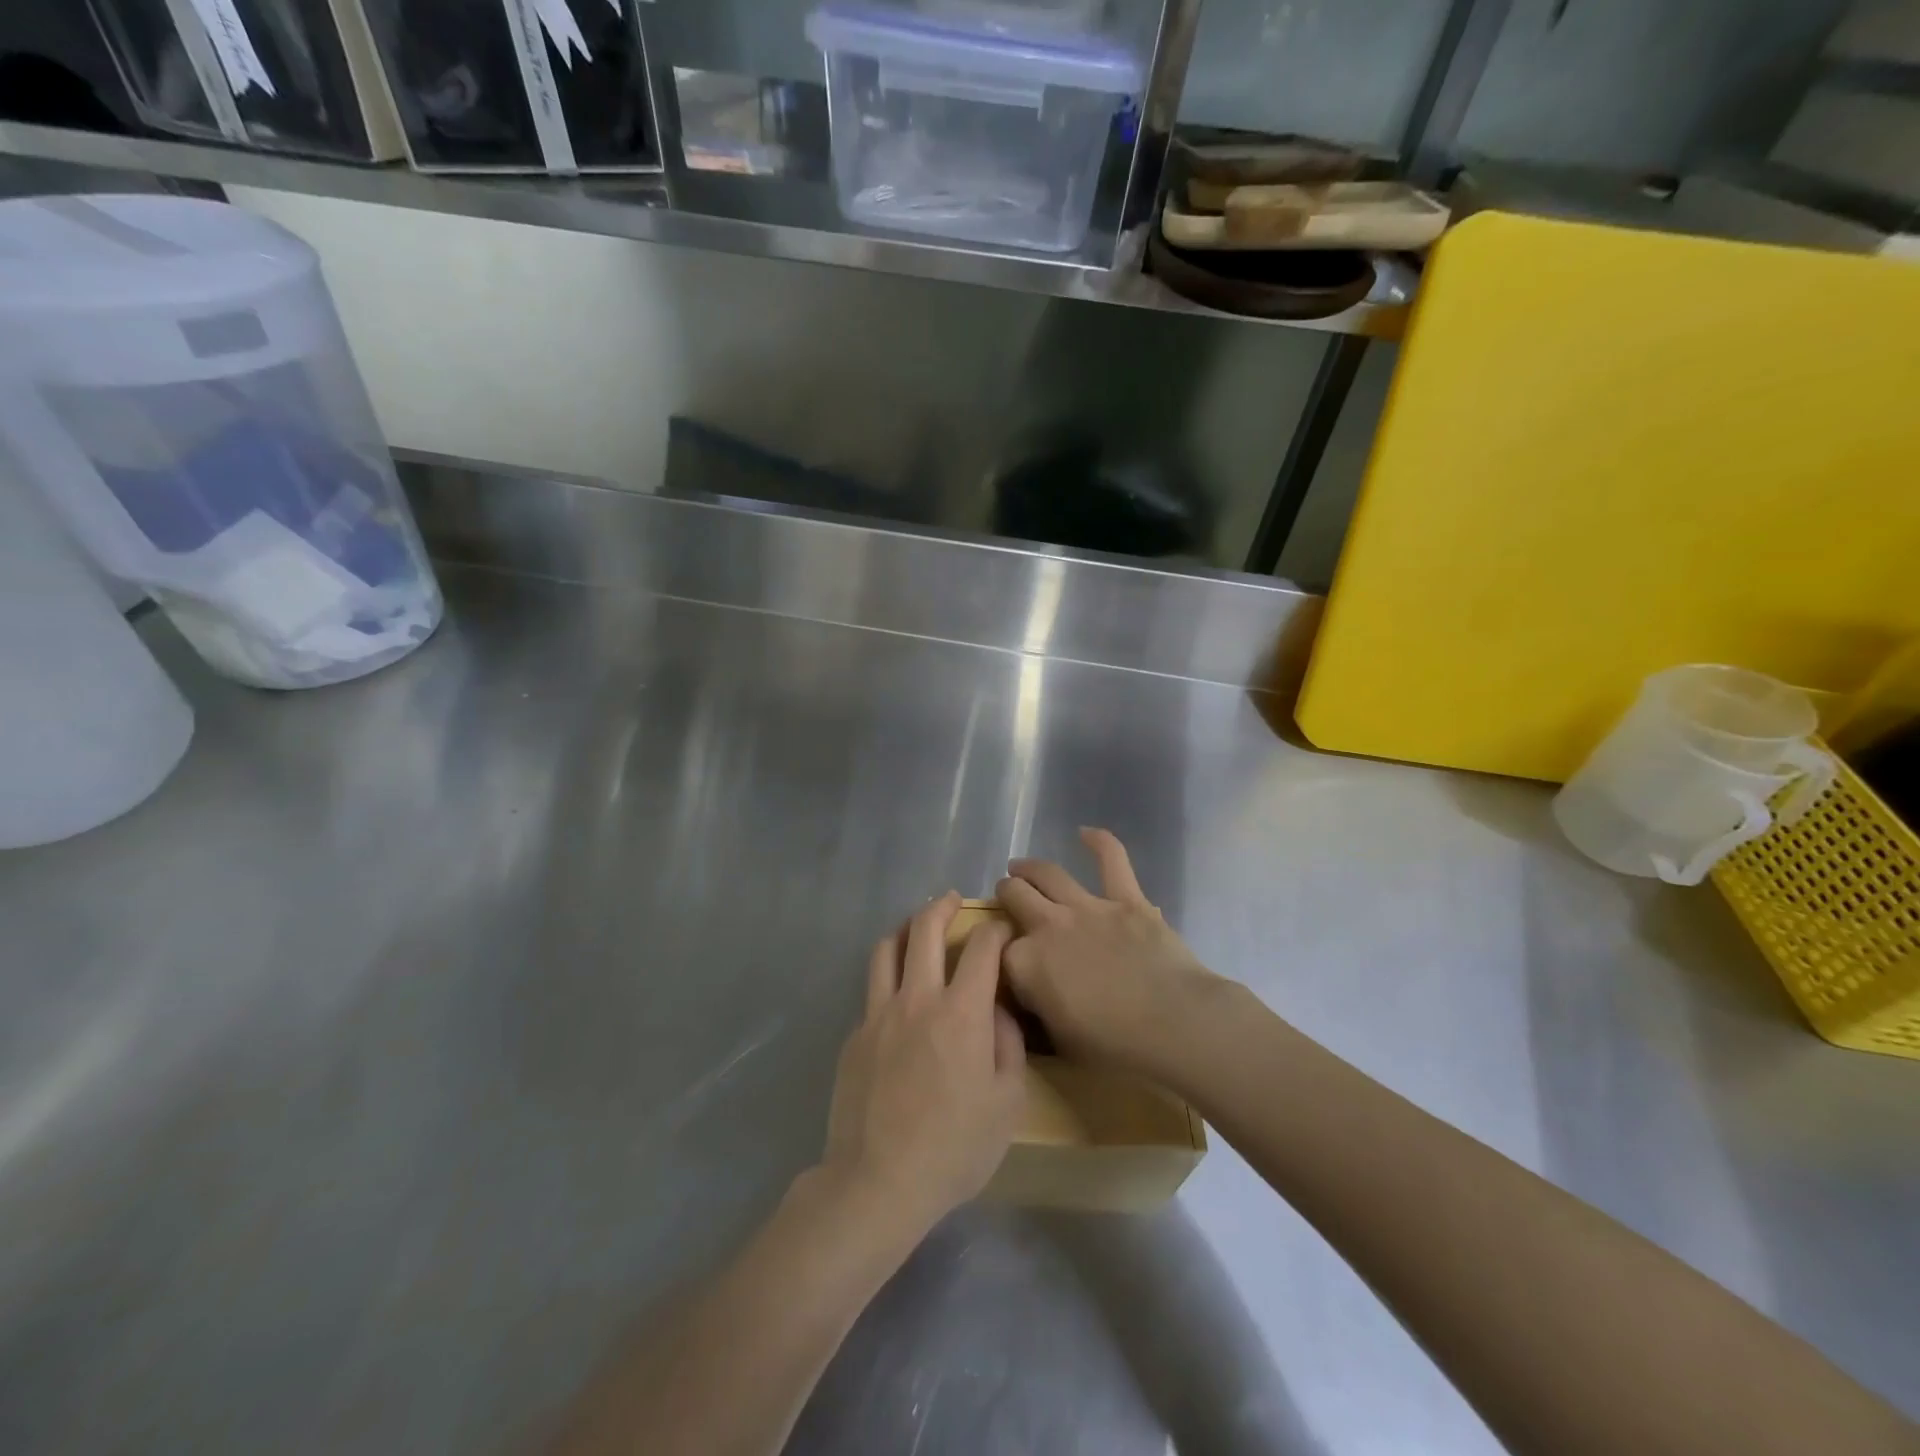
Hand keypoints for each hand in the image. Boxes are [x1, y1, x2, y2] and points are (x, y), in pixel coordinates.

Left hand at [821, 893, 1026, 1239]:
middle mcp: (916, 999)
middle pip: (923, 929)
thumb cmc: (954, 1148)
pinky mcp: (855, 1035)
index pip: (981, 947)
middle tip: (952, 901)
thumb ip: (1007, 1044)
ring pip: (886, 949)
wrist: (877, 1182)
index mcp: (961, 1012)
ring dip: (905, 930)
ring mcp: (878, 1014)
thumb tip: (997, 1008)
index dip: (996, 929)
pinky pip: (873, 990)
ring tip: (916, 930)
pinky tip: (899, 997)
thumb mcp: (1006, 1103)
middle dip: (941, 906)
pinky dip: (888, 977)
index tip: (1002, 928)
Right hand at [997, 828, 1225, 1072]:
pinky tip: (1085, 832)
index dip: (998, 951)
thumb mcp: (1059, 1042)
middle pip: (1014, 896)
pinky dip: (1099, 842)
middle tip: (1007, 896)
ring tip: (1020, 867)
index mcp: (1026, 964)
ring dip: (1029, 868)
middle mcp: (1048, 925)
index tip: (1004, 957)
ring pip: (1047, 873)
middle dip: (1006, 894)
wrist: (1173, 1024)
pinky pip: (1111, 859)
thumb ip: (1036, 1010)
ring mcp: (1087, 907)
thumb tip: (1030, 995)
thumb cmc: (1115, 1046)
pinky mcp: (1126, 898)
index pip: (998, 949)